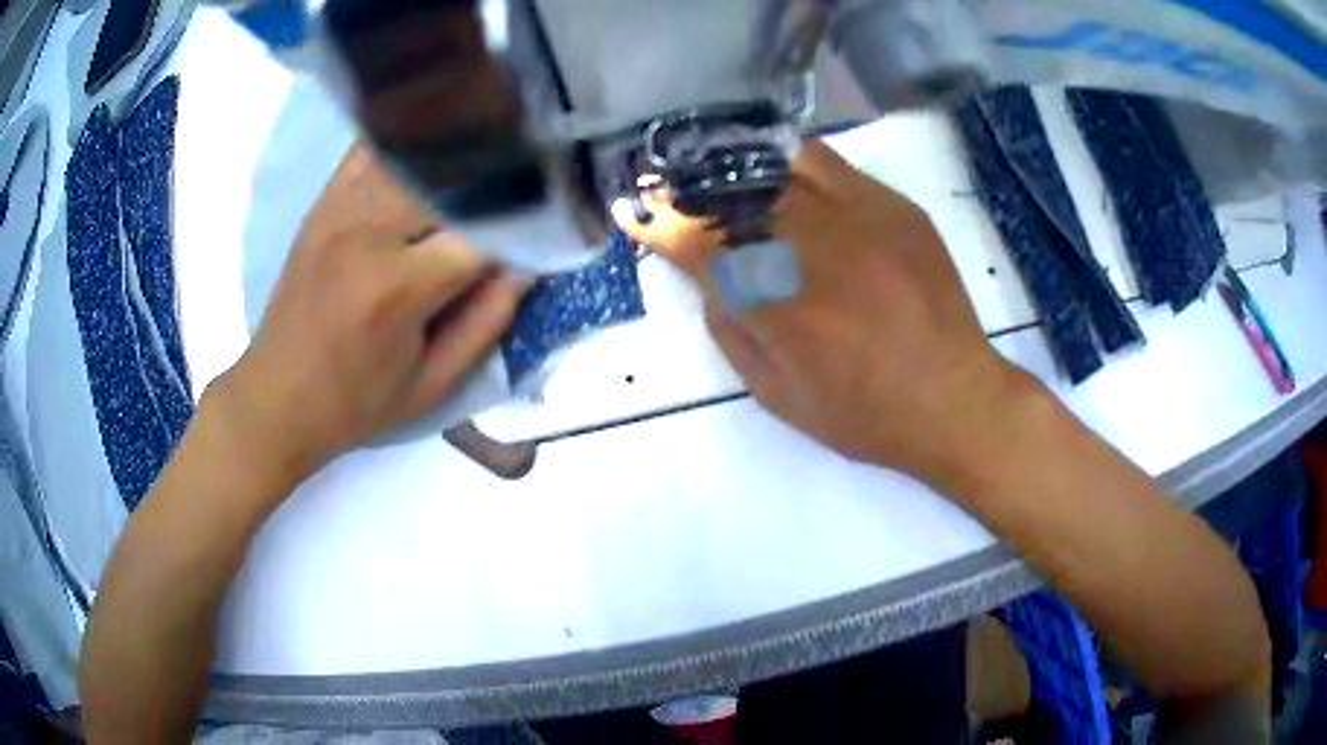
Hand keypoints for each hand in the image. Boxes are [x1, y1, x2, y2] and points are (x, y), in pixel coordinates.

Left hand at [218, 144, 528, 481]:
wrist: (274, 399)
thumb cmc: (355, 404)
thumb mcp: (431, 386)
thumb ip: (486, 323)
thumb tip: (527, 266)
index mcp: (398, 288)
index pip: (485, 233)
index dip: (525, 231)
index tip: (549, 233)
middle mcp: (368, 232)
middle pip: (454, 180)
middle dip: (497, 188)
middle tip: (524, 197)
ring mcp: (340, 209)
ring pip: (417, 155)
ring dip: (458, 161)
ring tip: (487, 167)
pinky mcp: (323, 203)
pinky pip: (372, 150)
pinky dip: (407, 144)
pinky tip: (429, 152)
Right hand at [615, 140, 1019, 477]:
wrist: (954, 400)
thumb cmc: (863, 414)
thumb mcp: (776, 395)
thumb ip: (730, 329)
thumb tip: (703, 274)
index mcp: (781, 307)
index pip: (698, 244)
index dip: (657, 224)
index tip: (632, 213)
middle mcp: (817, 248)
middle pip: (732, 195)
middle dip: (687, 189)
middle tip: (665, 186)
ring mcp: (861, 217)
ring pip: (777, 166)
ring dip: (733, 166)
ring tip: (712, 170)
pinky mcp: (894, 206)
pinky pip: (828, 162)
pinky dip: (788, 159)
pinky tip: (773, 168)